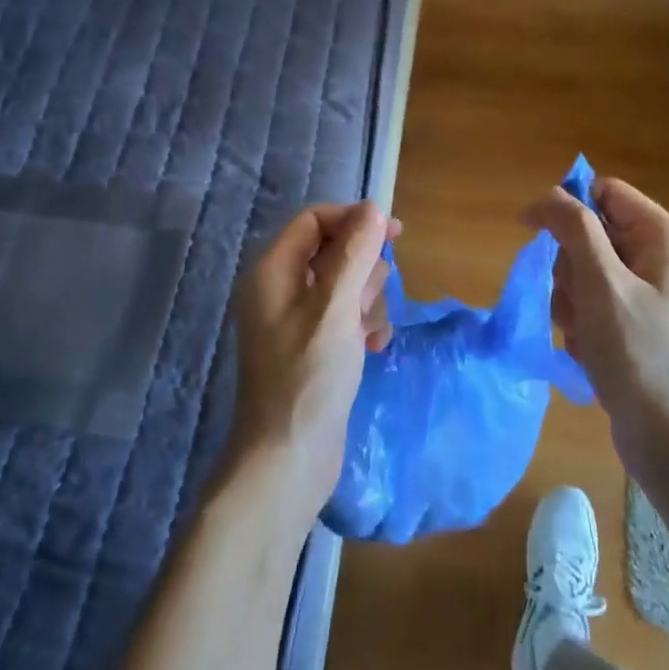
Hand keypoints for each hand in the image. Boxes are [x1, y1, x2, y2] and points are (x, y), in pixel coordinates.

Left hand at [228, 202, 397, 533]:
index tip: (395, 233)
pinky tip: (374, 349)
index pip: (314, 221)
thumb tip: (373, 209)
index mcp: (273, 271)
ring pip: (346, 286)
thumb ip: (355, 254)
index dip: (353, 220)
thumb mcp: (336, 309)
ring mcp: (297, 321)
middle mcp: (281, 290)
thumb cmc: (307, 378)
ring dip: (368, 302)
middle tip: (367, 303)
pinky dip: (364, 326)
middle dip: (362, 273)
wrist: (288, 460)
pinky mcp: (314, 347)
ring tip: (368, 335)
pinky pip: (347, 317)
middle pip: (334, 252)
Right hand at [521, 176, 668, 492]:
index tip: (534, 234)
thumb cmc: (637, 355)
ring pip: (586, 270)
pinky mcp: (642, 322)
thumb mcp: (601, 284)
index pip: (604, 192)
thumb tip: (547, 196)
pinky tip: (588, 348)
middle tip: (575, 302)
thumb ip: (574, 228)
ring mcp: (654, 292)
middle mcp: (663, 256)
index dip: (566, 207)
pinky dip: (582, 321)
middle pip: (591, 233)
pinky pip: (596, 301)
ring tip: (582, 333)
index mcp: (665, 236)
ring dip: (571, 299)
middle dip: (569, 267)